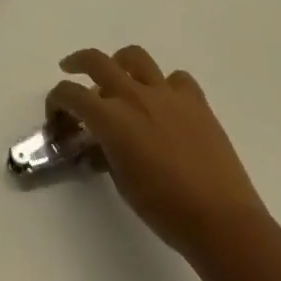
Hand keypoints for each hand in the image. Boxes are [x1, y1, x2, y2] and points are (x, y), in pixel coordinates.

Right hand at [48, 45, 267, 260]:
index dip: (56, 100)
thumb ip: (105, 151)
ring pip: (135, 57)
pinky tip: (165, 101)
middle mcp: (134, 96)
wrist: (223, 223)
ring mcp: (167, 94)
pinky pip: (176, 79)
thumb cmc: (165, 210)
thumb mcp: (122, 182)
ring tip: (119, 75)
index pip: (70, 94)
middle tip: (70, 69)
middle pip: (95, 61)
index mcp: (111, 118)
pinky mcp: (196, 102)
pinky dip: (165, 84)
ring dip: (120, 62)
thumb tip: (99, 140)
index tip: (56, 113)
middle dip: (77, 62)